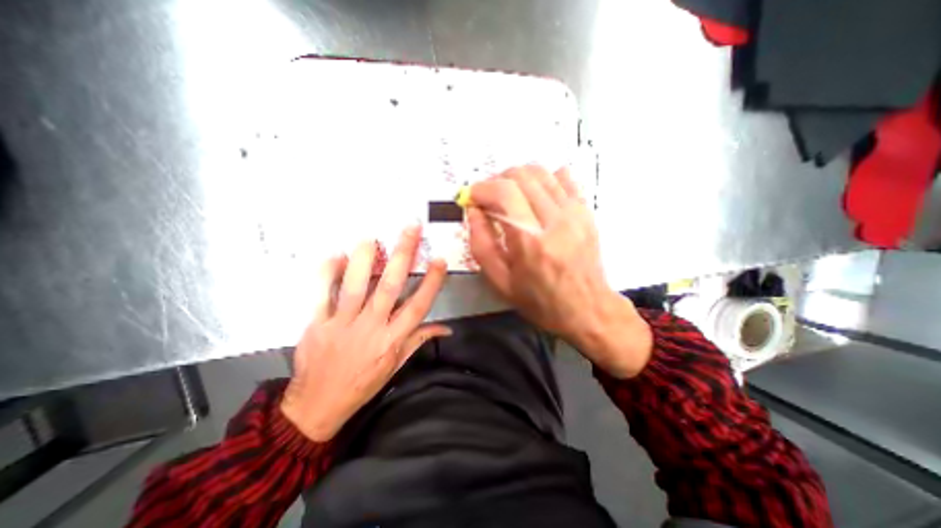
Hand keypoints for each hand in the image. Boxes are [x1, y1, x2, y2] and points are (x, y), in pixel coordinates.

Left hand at [280, 226, 450, 441]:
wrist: (317, 406)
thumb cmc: (363, 384)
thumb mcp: (397, 366)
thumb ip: (419, 340)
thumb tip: (446, 328)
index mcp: (392, 340)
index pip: (418, 307)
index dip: (431, 282)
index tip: (439, 260)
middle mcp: (371, 328)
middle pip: (389, 288)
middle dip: (402, 256)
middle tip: (410, 229)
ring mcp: (342, 325)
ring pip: (355, 287)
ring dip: (363, 260)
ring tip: (371, 237)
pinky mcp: (316, 324)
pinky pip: (320, 295)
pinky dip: (326, 274)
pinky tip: (335, 256)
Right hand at [467, 166, 650, 377]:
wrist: (587, 309)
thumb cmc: (539, 301)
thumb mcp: (500, 281)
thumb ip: (480, 244)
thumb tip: (474, 211)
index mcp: (530, 241)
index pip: (503, 192)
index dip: (481, 189)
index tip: (472, 198)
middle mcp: (554, 219)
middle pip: (521, 175)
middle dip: (496, 180)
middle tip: (488, 198)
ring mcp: (574, 212)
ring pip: (541, 172)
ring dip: (517, 178)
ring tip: (509, 196)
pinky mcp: (585, 211)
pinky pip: (564, 177)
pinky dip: (543, 179)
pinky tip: (535, 196)